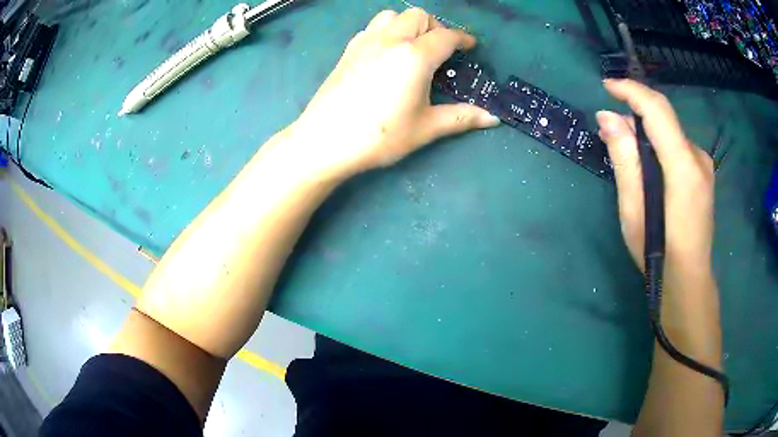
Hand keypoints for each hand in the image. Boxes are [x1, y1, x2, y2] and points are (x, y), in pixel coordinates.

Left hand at [283, 8, 499, 177]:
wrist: (325, 141)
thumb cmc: (379, 136)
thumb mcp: (425, 128)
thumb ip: (461, 117)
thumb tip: (493, 118)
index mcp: (414, 56)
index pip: (446, 37)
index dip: (463, 39)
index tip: (471, 46)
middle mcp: (390, 40)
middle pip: (419, 16)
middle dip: (436, 27)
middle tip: (442, 49)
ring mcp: (365, 42)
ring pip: (392, 16)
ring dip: (409, 24)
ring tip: (414, 47)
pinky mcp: (348, 51)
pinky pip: (372, 28)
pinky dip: (387, 31)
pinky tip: (387, 53)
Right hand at [596, 79, 714, 272]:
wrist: (688, 279)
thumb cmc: (658, 253)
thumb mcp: (634, 210)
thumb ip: (624, 159)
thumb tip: (608, 116)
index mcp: (683, 167)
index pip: (658, 110)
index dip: (632, 91)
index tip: (607, 86)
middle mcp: (698, 157)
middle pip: (665, 117)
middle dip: (636, 110)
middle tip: (610, 127)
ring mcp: (704, 165)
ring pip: (670, 131)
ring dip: (646, 130)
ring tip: (626, 149)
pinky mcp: (703, 173)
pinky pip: (677, 144)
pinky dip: (659, 144)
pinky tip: (648, 165)